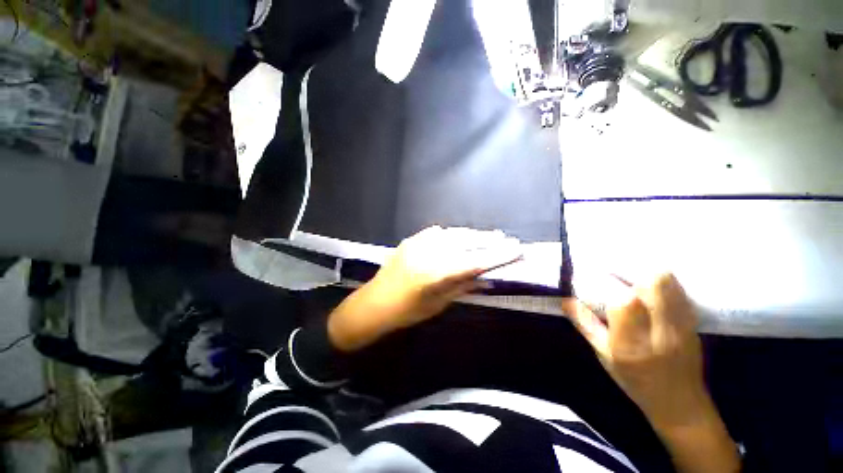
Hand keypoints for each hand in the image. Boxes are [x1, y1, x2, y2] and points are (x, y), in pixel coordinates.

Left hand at [328, 226, 521, 350]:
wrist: (374, 303)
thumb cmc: (407, 312)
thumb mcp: (438, 304)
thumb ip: (462, 286)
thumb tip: (485, 275)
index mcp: (435, 274)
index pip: (474, 261)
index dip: (498, 255)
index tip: (517, 249)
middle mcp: (428, 253)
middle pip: (465, 242)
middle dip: (488, 240)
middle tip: (506, 239)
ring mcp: (418, 243)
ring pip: (453, 234)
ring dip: (472, 235)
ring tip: (489, 236)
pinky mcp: (411, 240)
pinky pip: (436, 232)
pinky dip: (452, 234)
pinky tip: (460, 236)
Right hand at [564, 273, 739, 472]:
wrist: (679, 401)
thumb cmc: (635, 380)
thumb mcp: (603, 354)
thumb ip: (585, 324)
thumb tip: (566, 300)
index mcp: (632, 342)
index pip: (624, 302)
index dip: (607, 283)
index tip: (594, 273)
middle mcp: (660, 330)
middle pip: (655, 284)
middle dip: (632, 268)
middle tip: (615, 268)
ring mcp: (682, 324)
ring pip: (670, 283)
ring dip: (647, 270)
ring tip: (630, 273)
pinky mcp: (693, 320)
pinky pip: (679, 289)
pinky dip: (662, 280)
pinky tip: (649, 285)